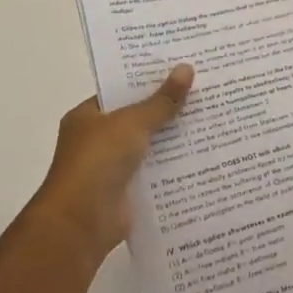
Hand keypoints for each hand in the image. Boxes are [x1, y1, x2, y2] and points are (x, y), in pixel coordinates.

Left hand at [26, 66, 192, 262]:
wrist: (81, 224)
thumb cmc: (98, 162)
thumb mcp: (132, 122)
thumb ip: (161, 100)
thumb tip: (186, 68)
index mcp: (87, 116)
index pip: (120, 90)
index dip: (148, 79)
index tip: (179, 68)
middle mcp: (96, 140)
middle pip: (137, 117)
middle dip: (166, 107)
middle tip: (203, 89)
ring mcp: (110, 167)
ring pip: (148, 145)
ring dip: (172, 137)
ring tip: (210, 117)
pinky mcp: (126, 192)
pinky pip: (154, 171)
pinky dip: (172, 165)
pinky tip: (201, 154)